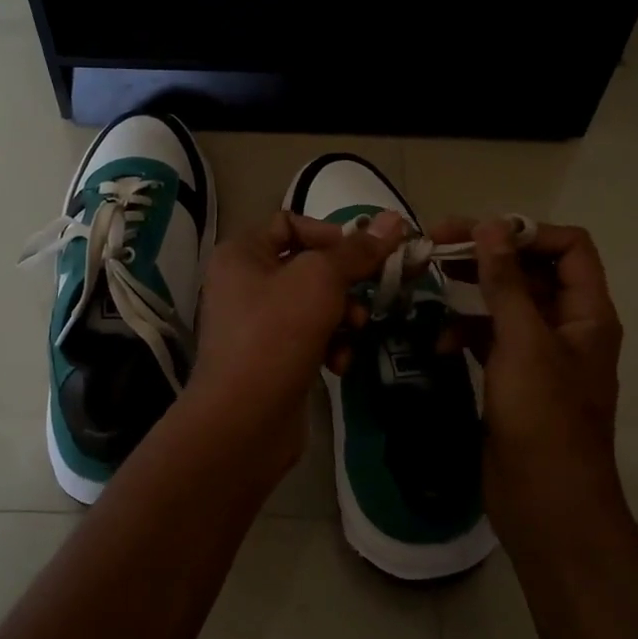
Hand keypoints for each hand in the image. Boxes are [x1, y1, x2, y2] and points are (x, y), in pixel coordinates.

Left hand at [180, 209, 404, 474]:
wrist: (244, 420)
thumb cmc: (277, 334)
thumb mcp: (321, 281)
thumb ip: (357, 251)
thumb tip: (394, 219)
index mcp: (242, 253)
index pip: (291, 223)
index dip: (330, 233)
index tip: (364, 254)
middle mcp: (243, 283)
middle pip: (308, 266)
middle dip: (344, 282)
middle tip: (371, 295)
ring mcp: (256, 324)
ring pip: (314, 305)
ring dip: (343, 318)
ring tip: (353, 333)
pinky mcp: (271, 358)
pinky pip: (309, 338)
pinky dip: (329, 346)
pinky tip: (339, 365)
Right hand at [434, 218, 626, 551]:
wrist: (545, 502)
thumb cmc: (543, 417)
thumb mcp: (523, 342)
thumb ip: (507, 282)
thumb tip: (491, 225)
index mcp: (587, 313)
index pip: (569, 247)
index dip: (527, 232)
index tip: (478, 232)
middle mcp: (568, 327)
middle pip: (532, 272)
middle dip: (488, 256)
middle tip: (437, 244)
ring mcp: (540, 355)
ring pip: (506, 305)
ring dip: (472, 293)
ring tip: (430, 282)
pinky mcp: (514, 379)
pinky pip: (489, 340)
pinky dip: (464, 334)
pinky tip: (438, 343)